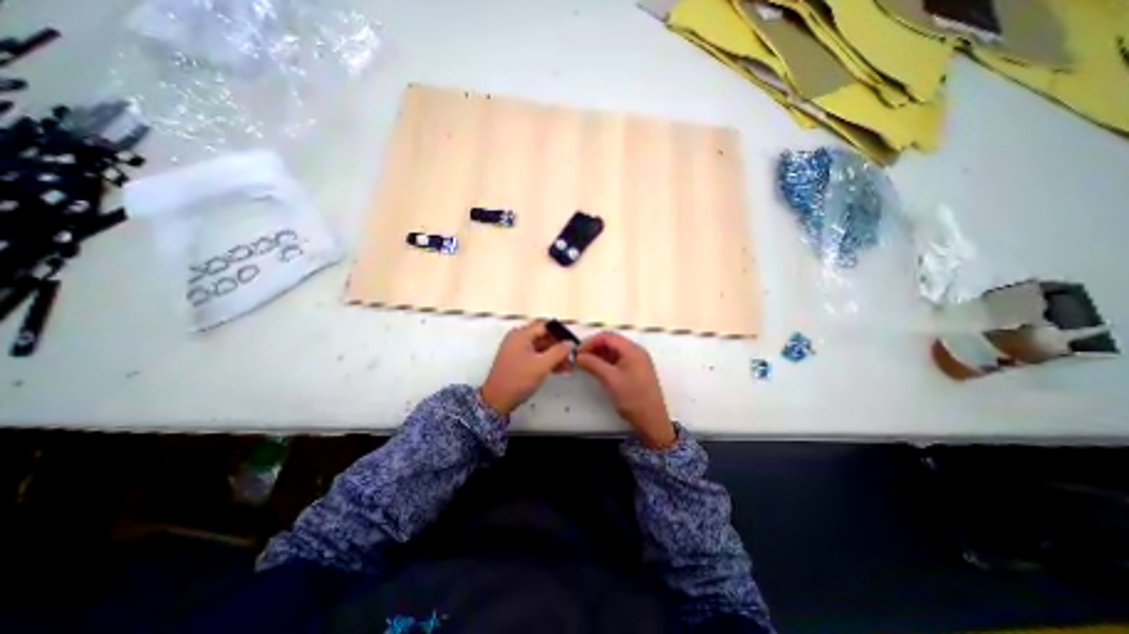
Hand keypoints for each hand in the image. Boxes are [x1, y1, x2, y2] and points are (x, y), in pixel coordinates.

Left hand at [481, 323, 577, 415]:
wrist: (497, 400)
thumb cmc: (518, 380)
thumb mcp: (541, 365)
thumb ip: (558, 352)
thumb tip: (570, 343)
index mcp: (521, 335)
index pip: (545, 326)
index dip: (561, 332)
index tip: (573, 341)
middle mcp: (518, 339)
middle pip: (543, 336)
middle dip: (559, 346)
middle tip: (573, 355)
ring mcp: (517, 350)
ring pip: (541, 347)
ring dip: (555, 355)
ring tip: (569, 365)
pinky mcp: (518, 361)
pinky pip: (536, 355)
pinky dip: (547, 361)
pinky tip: (560, 369)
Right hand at [578, 329, 673, 448]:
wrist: (652, 420)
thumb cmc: (633, 398)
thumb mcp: (610, 379)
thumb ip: (593, 364)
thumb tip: (578, 356)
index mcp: (632, 350)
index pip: (607, 337)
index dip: (590, 342)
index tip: (578, 352)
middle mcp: (635, 352)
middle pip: (610, 342)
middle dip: (593, 348)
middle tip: (579, 358)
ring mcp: (636, 361)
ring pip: (613, 351)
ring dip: (598, 355)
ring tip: (585, 364)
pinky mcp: (634, 371)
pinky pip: (617, 360)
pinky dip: (605, 362)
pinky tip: (596, 369)